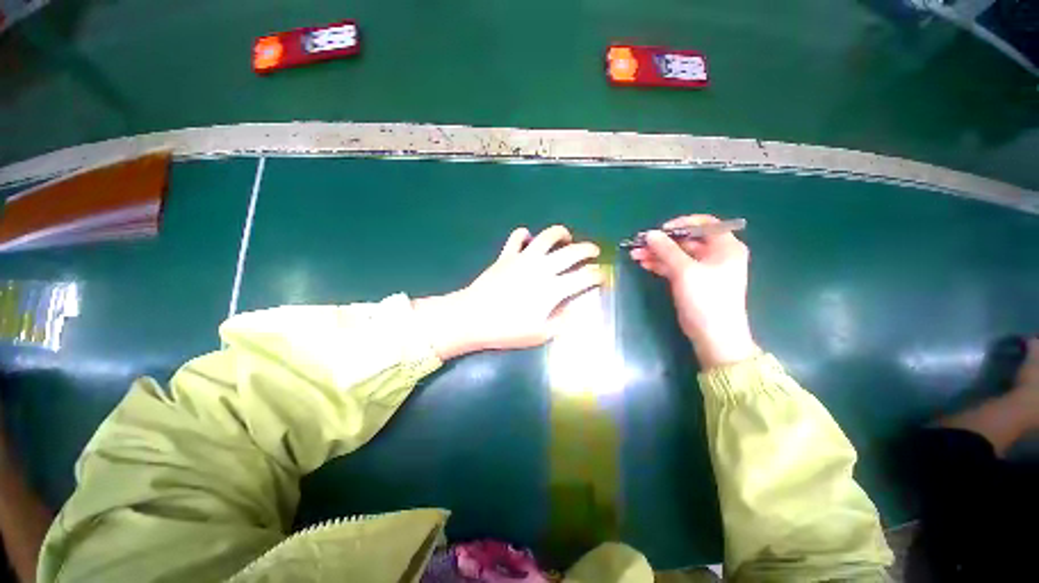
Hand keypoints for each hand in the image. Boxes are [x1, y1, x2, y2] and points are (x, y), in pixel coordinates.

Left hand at [414, 226, 604, 358]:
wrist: (473, 317)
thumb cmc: (507, 329)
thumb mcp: (540, 334)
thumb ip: (563, 321)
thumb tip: (577, 309)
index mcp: (553, 289)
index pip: (585, 276)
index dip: (598, 274)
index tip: (602, 276)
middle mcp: (542, 268)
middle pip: (572, 252)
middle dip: (589, 249)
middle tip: (594, 252)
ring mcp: (523, 258)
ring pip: (547, 236)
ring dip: (560, 233)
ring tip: (566, 237)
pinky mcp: (506, 255)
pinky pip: (517, 237)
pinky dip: (524, 235)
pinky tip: (528, 239)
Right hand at [630, 215, 757, 367]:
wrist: (714, 335)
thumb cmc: (706, 299)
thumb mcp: (685, 271)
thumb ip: (667, 250)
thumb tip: (650, 234)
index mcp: (725, 247)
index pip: (704, 225)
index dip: (681, 224)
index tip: (660, 230)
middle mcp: (716, 255)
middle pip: (687, 240)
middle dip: (662, 242)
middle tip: (640, 243)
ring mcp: (703, 269)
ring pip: (677, 254)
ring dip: (657, 253)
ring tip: (635, 254)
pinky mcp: (692, 282)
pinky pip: (675, 267)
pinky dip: (660, 264)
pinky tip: (644, 263)